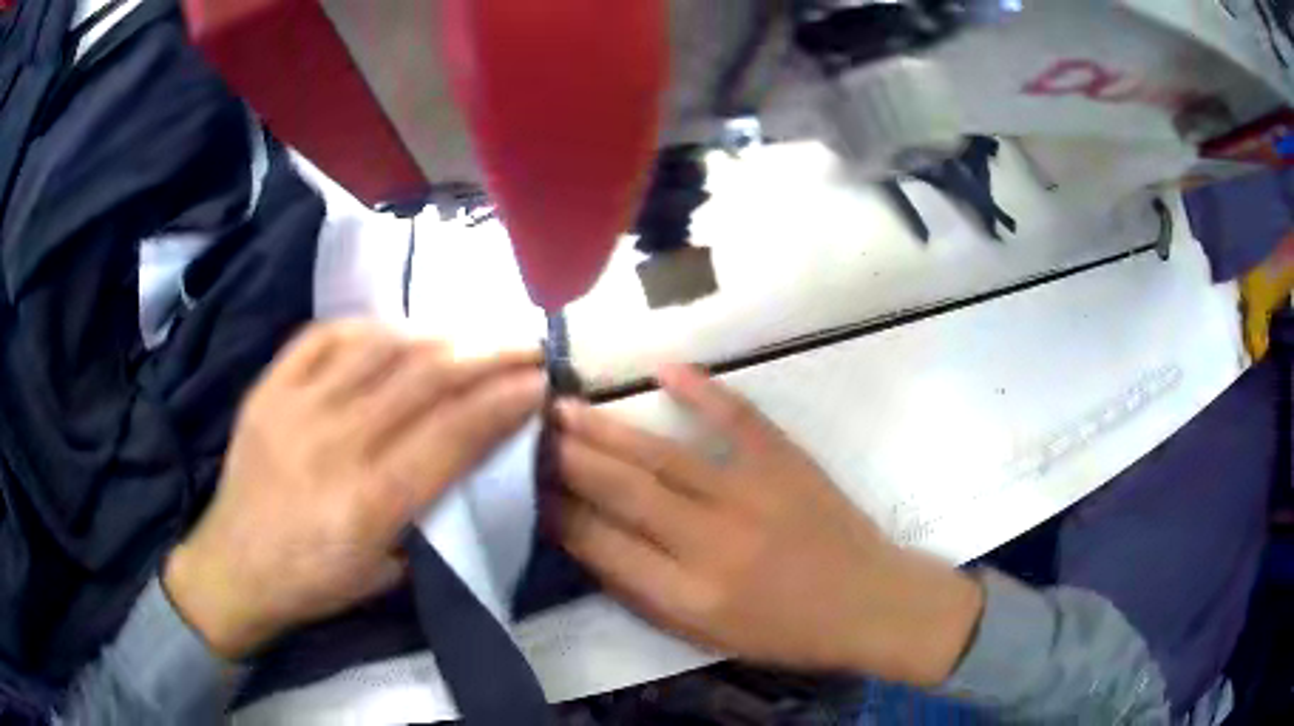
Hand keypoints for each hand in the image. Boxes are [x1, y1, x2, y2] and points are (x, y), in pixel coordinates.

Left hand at [164, 321, 545, 658]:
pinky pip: (325, 336)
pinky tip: (397, 333)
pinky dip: (369, 328)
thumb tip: (470, 454)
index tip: (539, 382)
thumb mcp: (386, 573)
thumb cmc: (314, 583)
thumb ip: (429, 512)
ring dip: (437, 335)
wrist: (232, 566)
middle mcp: (332, 446)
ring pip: (378, 349)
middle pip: (423, 381)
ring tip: (472, 335)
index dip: (501, 402)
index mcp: (367, 506)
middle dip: (486, 355)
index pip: (450, 436)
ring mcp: (294, 408)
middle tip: (525, 343)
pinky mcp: (267, 388)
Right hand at [554, 365, 982, 686]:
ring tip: (561, 408)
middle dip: (567, 461)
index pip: (601, 547)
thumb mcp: (705, 635)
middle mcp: (711, 544)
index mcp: (688, 595)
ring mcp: (752, 496)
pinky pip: (738, 419)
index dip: (557, 514)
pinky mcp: (787, 463)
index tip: (527, 488)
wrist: (868, 602)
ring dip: (607, 430)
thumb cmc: (785, 632)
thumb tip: (589, 547)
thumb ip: (644, 594)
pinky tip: (664, 369)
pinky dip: (703, 390)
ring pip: (663, 456)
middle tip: (528, 432)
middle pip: (622, 493)